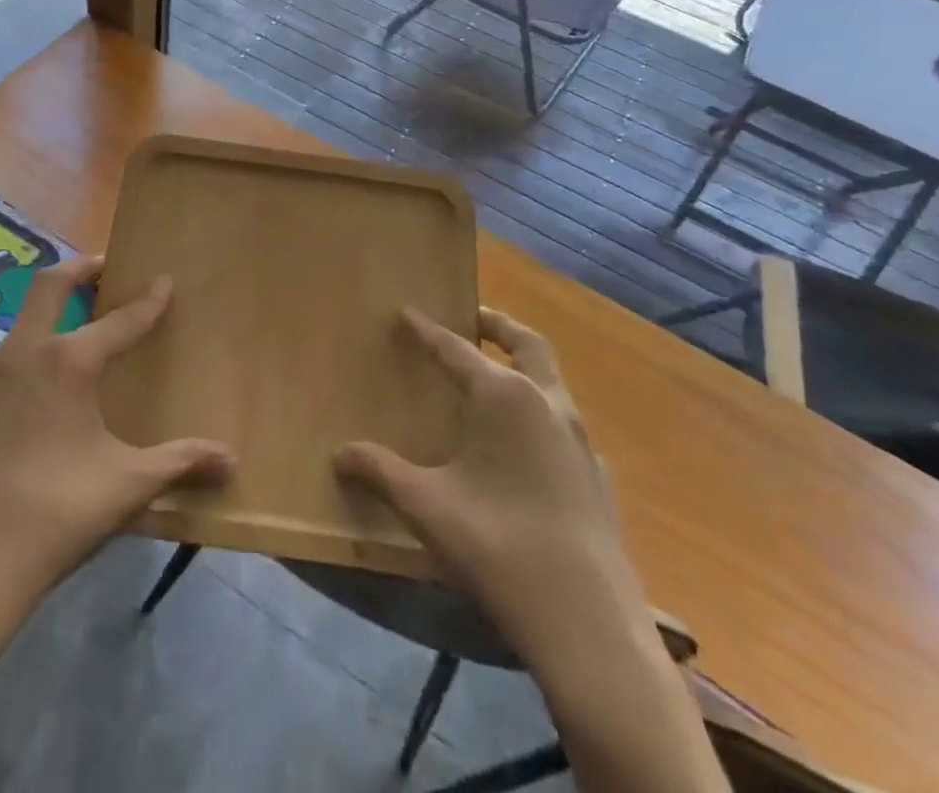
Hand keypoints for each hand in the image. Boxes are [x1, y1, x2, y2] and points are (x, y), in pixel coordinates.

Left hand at [0, 257, 234, 635]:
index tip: (164, 281)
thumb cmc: (56, 513)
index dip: (147, 302)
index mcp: (67, 362)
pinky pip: (7, 358)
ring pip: (23, 320)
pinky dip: (32, 349)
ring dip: (53, 310)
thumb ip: (181, 464)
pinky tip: (45, 387)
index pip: (119, 320)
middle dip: (81, 269)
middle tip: (106, 269)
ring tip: (81, 328)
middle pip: (49, 285)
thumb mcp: (128, 485)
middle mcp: (24, 354)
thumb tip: (232, 461)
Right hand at [335, 307, 633, 640]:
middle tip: (471, 318)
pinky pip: (565, 426)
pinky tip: (524, 448)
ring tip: (493, 380)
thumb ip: (381, 473)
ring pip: (551, 382)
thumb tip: (340, 453)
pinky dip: (541, 414)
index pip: (457, 350)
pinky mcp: (597, 478)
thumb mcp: (427, 507)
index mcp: (505, 397)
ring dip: (523, 367)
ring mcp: (581, 441)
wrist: (589, 627)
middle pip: (527, 343)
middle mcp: (548, 404)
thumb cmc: (500, 547)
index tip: (407, 312)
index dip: (427, 331)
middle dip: (497, 325)